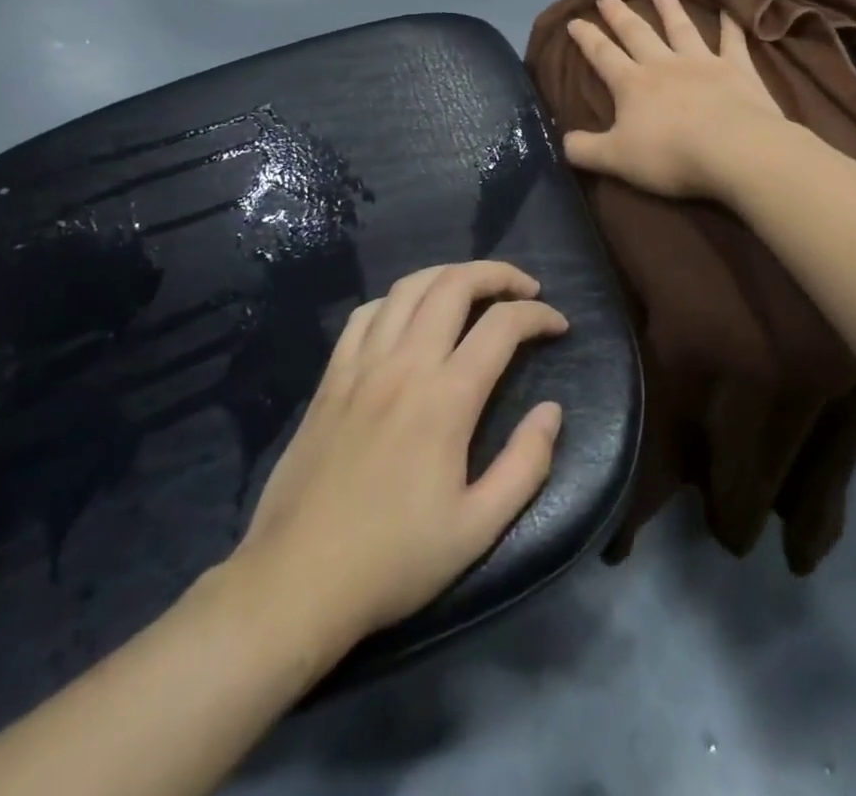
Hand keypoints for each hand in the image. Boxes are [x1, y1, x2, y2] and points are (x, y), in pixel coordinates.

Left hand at [235, 261, 566, 650]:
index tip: (559, 326)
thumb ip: (525, 464)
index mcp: (446, 398)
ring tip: (474, 287)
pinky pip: (366, 314)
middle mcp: (404, 365)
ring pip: (408, 287)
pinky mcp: (330, 377)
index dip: (538, 315)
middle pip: (454, 285)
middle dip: (498, 274)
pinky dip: (397, 299)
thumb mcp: (477, 528)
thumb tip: (552, 410)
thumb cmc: (393, 560)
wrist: (295, 582)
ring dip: (449, 275)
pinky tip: (410, 315)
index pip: (502, 325)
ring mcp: (361, 365)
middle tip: (525, 289)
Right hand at [563, 0, 789, 200]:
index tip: (574, 20)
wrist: (734, 150)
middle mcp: (664, 64)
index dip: (586, 37)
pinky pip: (732, 40)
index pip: (603, 55)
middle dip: (619, 14)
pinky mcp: (737, 68)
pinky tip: (729, 9)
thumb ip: (585, 150)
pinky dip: (730, 24)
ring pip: (681, 28)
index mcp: (632, 84)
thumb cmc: (671, 155)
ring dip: (669, 8)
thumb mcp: (616, 159)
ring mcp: (702, 62)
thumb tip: (563, 141)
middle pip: (637, 33)